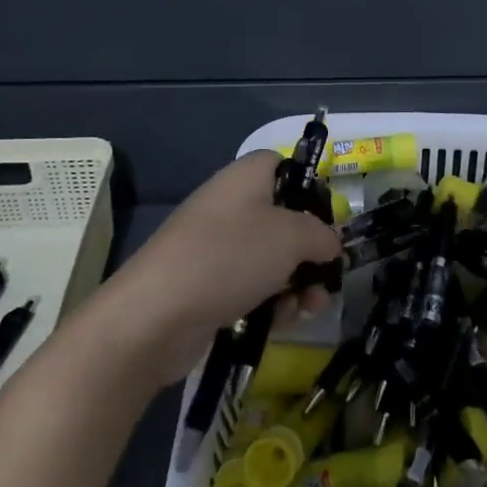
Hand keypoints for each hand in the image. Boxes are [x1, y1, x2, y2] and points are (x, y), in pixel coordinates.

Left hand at [90, 153, 342, 383]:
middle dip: (310, 250)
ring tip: (310, 308)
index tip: (328, 217)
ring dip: (297, 283)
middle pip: (282, 219)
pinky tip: (284, 321)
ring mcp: (215, 248)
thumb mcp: (292, 237)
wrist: (156, 315)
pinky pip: (251, 287)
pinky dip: (271, 302)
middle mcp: (229, 206)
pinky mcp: (207, 286)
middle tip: (327, 273)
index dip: (309, 187)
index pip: (283, 165)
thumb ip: (321, 235)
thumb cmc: (230, 257)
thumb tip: (330, 243)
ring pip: (270, 259)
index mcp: (245, 179)